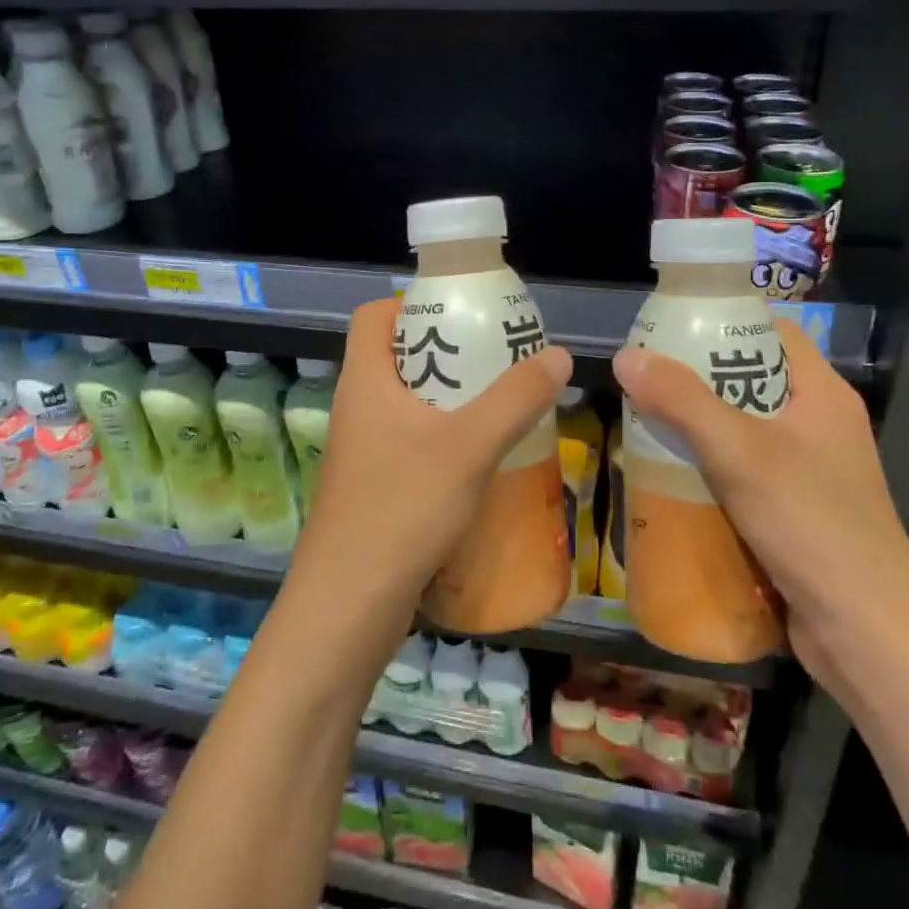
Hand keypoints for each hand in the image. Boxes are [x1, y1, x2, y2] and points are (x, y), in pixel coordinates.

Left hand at [297, 297, 572, 613]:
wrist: (349, 603)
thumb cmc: (402, 506)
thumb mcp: (470, 445)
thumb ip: (516, 398)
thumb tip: (558, 355)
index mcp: (365, 380)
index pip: (373, 316)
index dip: (410, 304)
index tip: (459, 313)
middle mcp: (356, 408)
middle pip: (396, 358)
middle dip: (446, 352)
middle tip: (494, 358)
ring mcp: (361, 452)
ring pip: (405, 405)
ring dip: (448, 400)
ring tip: (498, 405)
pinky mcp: (372, 489)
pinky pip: (409, 444)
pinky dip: (442, 440)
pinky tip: (481, 461)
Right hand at [611, 317, 908, 692]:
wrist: (867, 635)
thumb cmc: (811, 525)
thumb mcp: (739, 453)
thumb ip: (682, 401)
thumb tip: (626, 356)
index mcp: (822, 394)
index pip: (773, 332)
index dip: (724, 323)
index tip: (670, 329)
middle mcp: (821, 425)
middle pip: (752, 381)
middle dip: (698, 380)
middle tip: (646, 381)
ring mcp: (812, 471)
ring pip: (745, 430)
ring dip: (699, 429)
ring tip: (647, 425)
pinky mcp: (798, 512)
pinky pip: (746, 472)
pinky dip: (711, 469)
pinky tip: (672, 478)